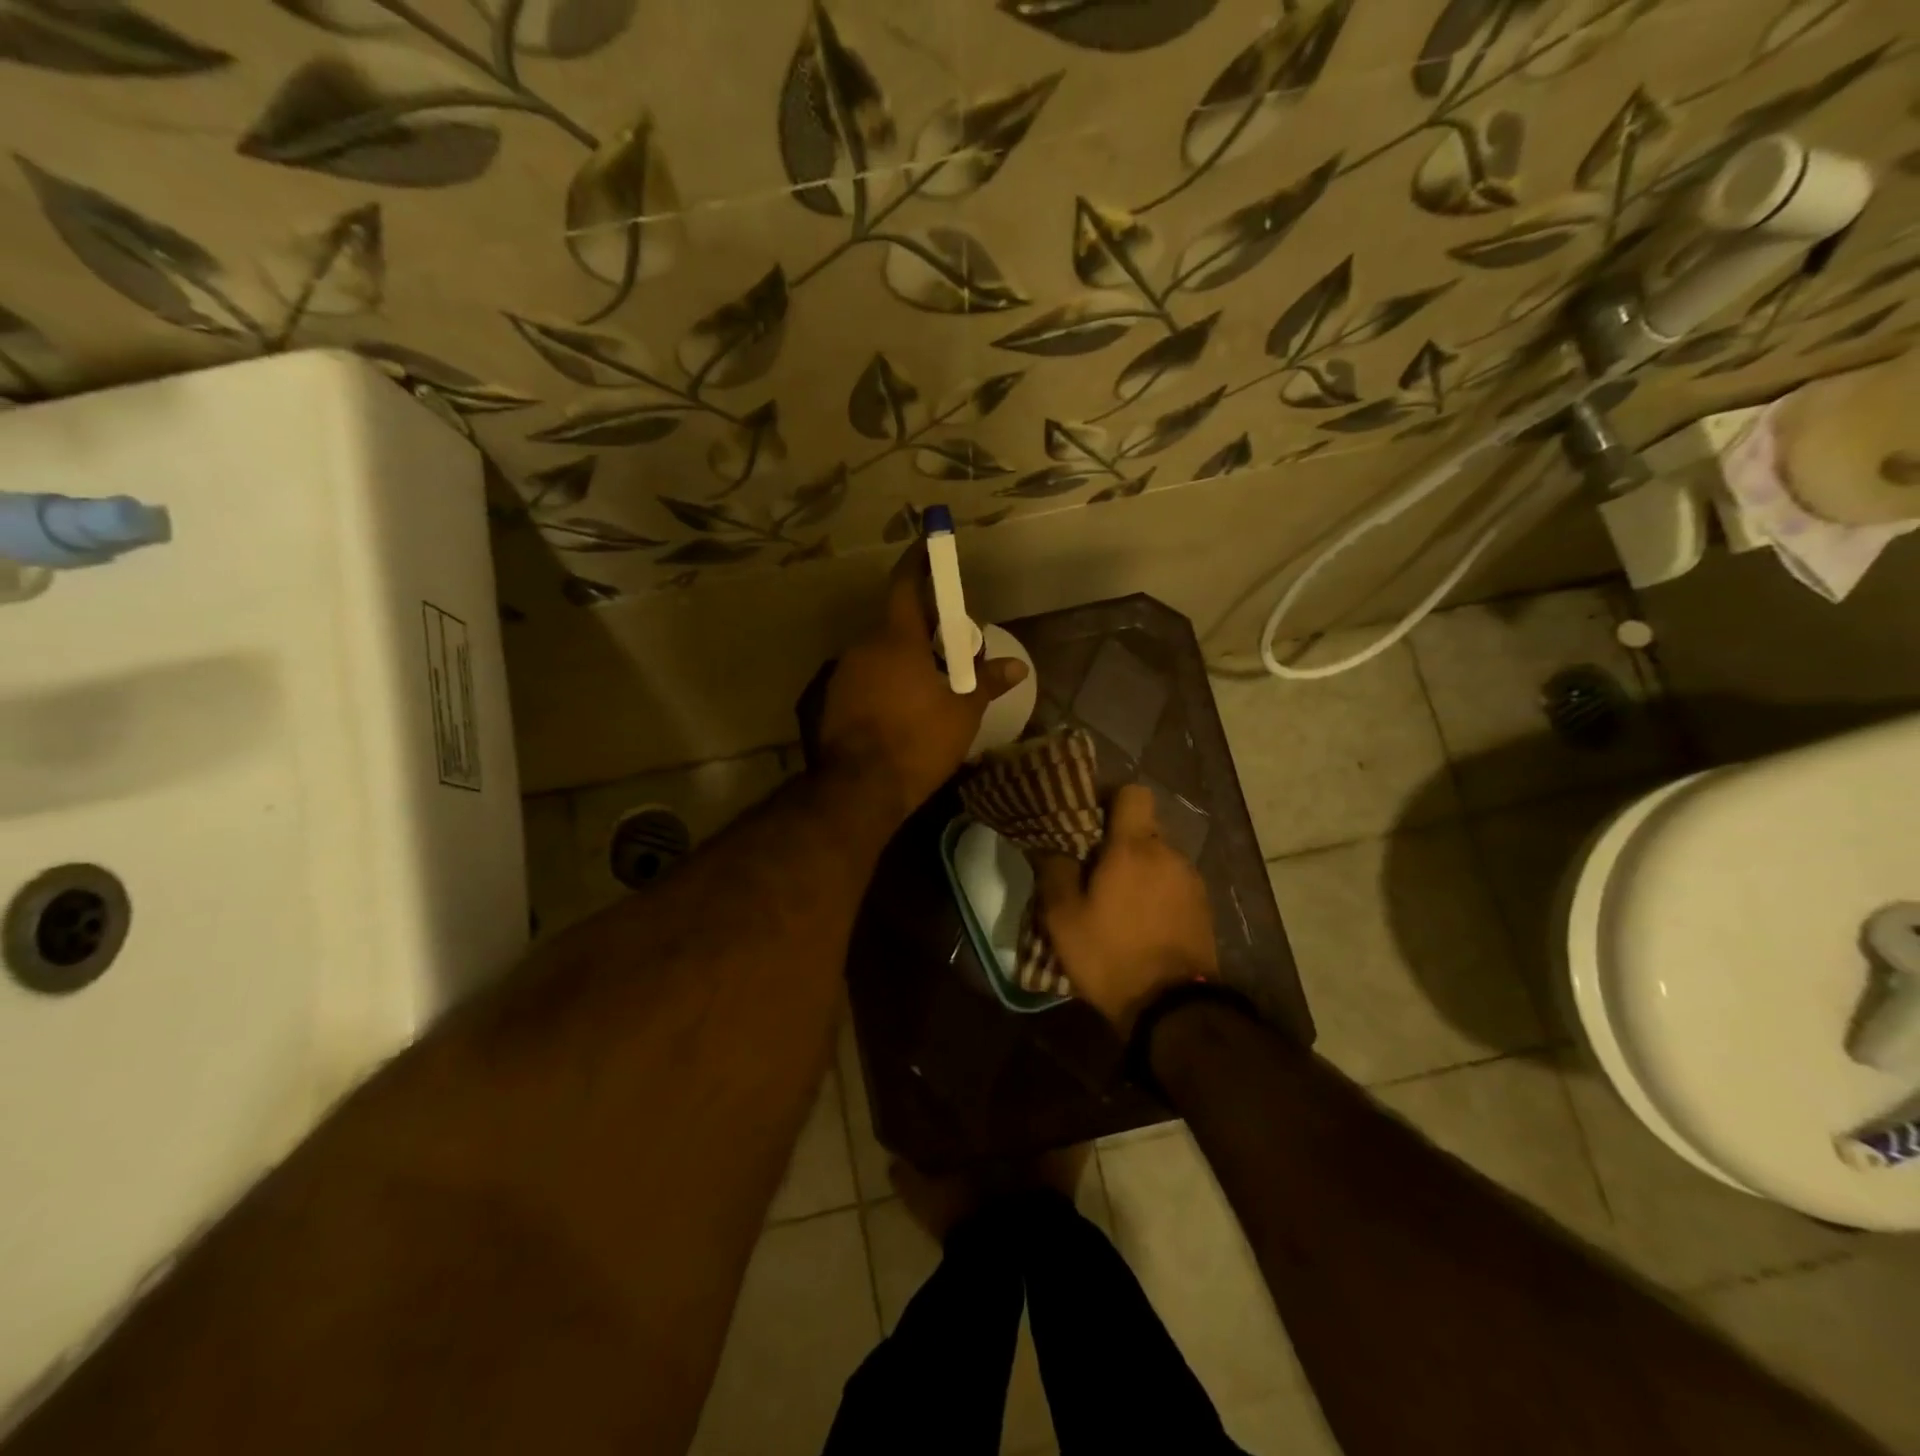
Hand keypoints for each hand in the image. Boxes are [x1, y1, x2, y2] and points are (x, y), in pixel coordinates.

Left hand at [819, 545, 1025, 820]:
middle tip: (952, 648)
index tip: (929, 547)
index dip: (919, 563)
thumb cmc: (918, 742)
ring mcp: (843, 673)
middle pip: (897, 624)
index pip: (906, 585)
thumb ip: (987, 682)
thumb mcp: (962, 712)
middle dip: (925, 629)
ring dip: (904, 660)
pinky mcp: (830, 699)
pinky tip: (901, 710)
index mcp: (897, 639)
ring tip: (930, 686)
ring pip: (880, 654)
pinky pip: (865, 678)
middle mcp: (864, 646)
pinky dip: (885, 683)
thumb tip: (1017, 667)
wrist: (859, 789)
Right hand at [1036, 784, 1217, 1036]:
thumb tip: (1047, 845)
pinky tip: (1140, 923)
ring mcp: (1191, 881)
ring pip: (1159, 858)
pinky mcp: (1203, 908)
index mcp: (1134, 847)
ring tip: (1116, 902)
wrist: (1172, 1009)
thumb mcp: (1063, 917)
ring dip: (1139, 870)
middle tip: (1092, 869)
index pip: (1132, 793)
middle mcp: (1169, 854)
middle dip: (1119, 841)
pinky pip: (1173, 883)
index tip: (1088, 822)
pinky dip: (1156, 892)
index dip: (1109, 799)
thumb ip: (1054, 871)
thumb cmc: (1110, 954)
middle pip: (1143, 828)